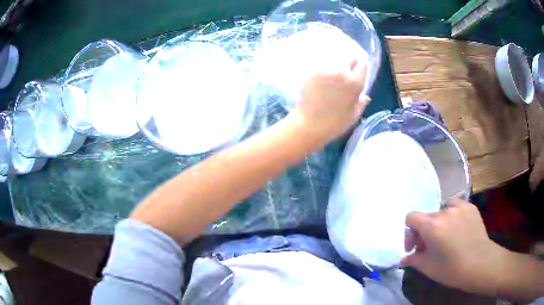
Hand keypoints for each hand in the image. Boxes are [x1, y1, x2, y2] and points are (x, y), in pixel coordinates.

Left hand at [290, 59, 369, 145]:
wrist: (308, 124)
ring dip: (336, 68)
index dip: (361, 65)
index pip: (362, 64)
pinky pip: (322, 69)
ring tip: (332, 79)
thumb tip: (365, 97)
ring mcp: (325, 71)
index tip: (358, 69)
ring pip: (334, 63)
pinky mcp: (312, 73)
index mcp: (355, 83)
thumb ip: (361, 104)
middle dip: (349, 64)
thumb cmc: (334, 124)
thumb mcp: (353, 116)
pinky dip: (323, 73)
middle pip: (348, 59)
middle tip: (346, 74)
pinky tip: (321, 83)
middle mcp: (341, 72)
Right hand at [402, 199, 508, 295]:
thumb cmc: (451, 269)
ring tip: (446, 236)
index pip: (411, 217)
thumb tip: (405, 257)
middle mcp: (444, 211)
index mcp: (432, 226)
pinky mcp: (471, 207)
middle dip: (425, 231)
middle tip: (430, 246)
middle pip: (428, 216)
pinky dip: (453, 216)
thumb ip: (413, 259)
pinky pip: (456, 206)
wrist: (480, 263)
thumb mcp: (427, 267)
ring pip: (442, 211)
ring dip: (439, 223)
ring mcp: (460, 207)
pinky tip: (458, 229)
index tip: (414, 247)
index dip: (409, 232)